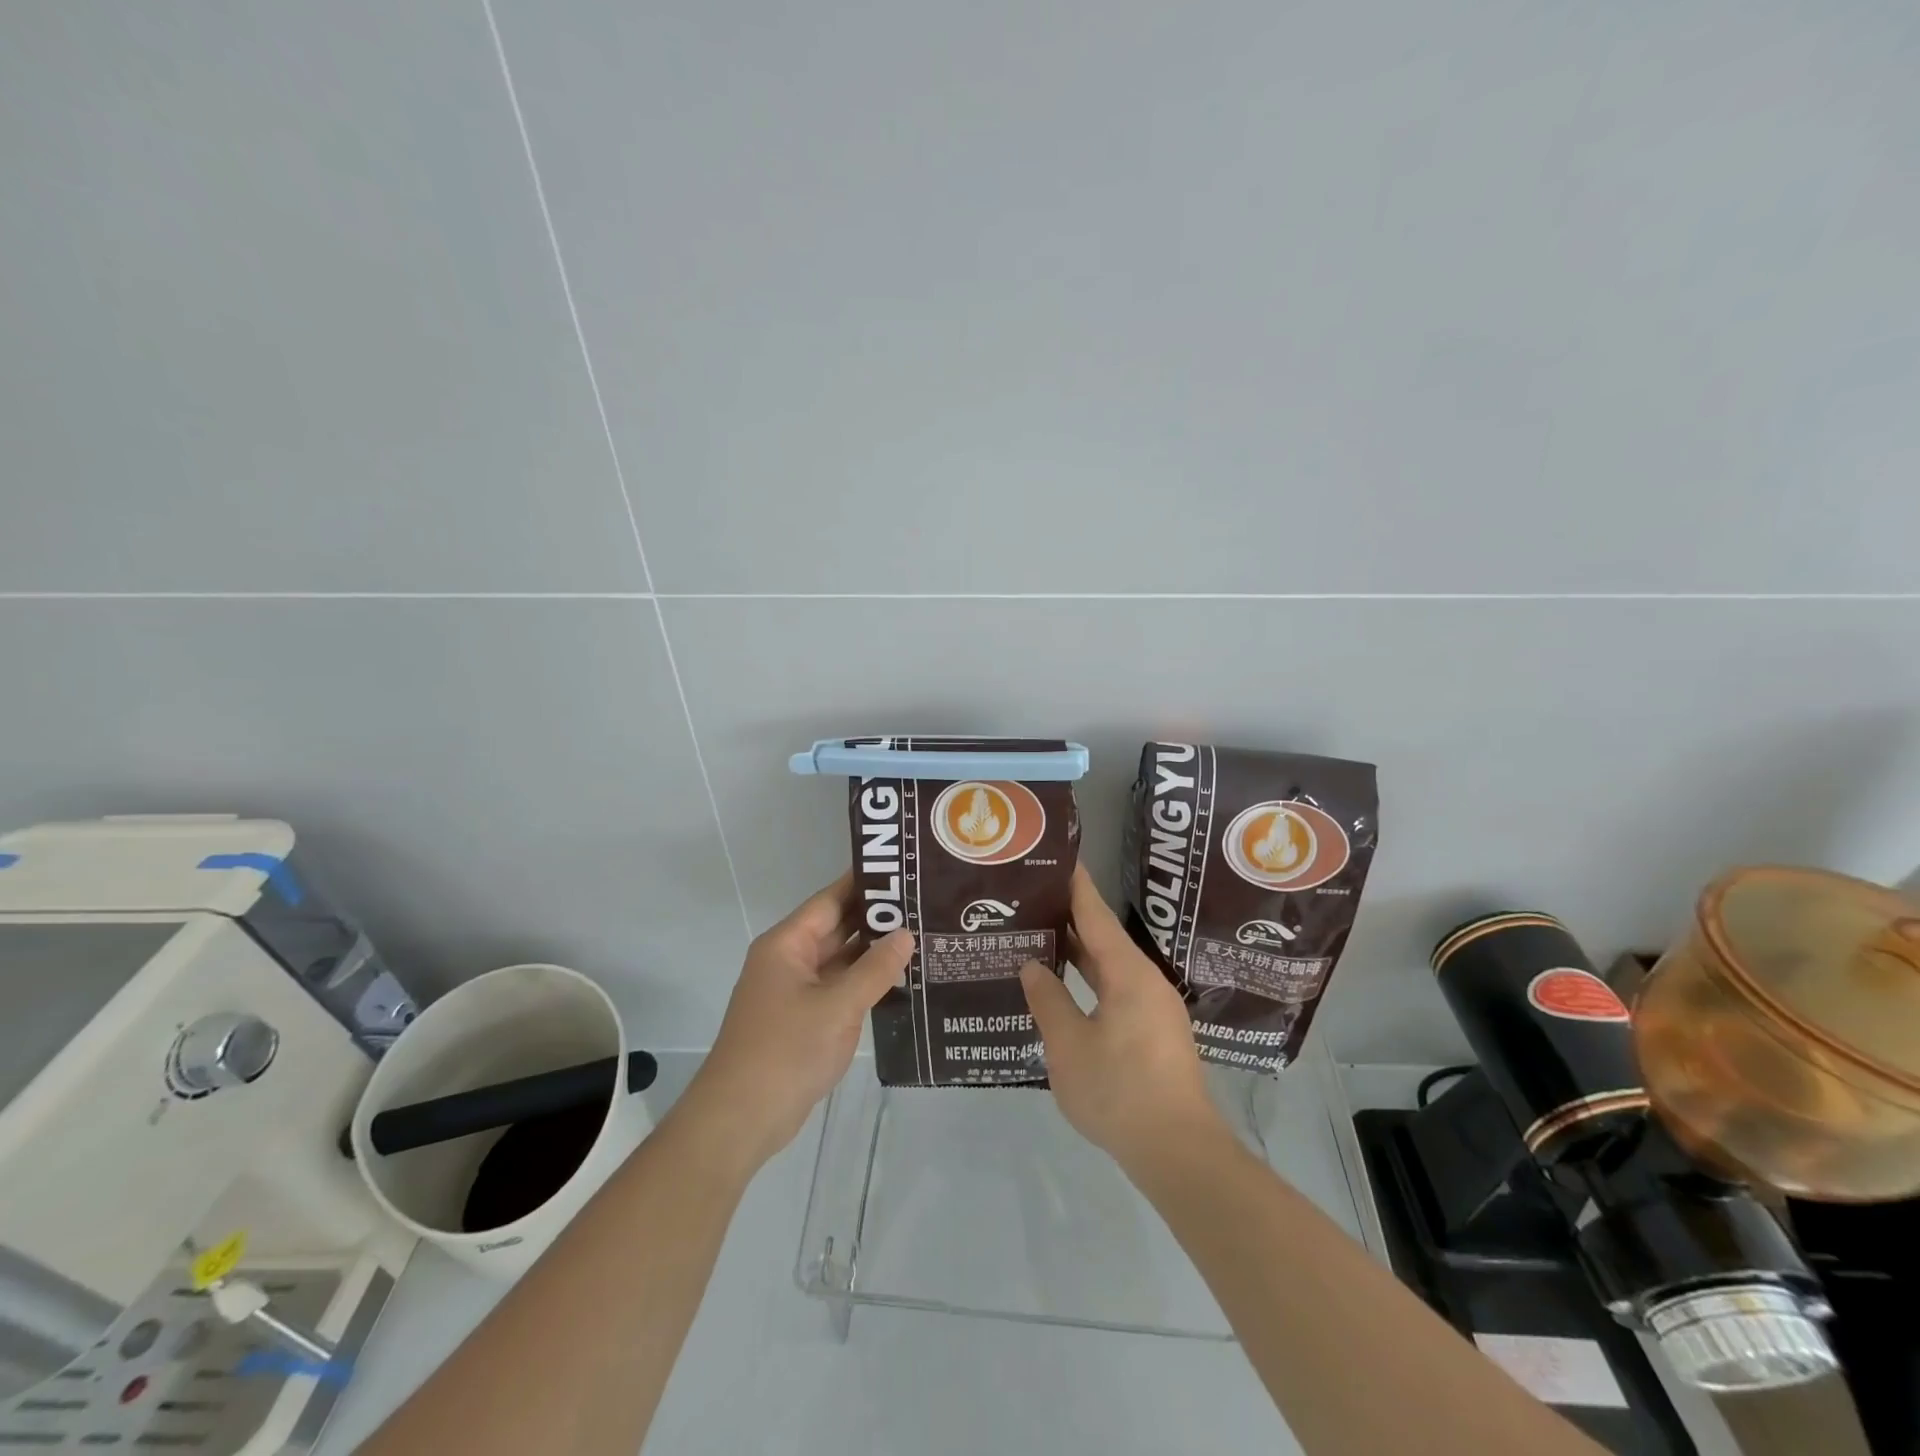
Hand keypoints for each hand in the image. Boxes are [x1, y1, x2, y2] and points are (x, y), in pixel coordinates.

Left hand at [684, 876, 913, 1169]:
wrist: (740, 1119)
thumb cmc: (786, 1051)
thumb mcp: (837, 1006)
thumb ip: (875, 969)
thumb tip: (906, 934)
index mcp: (788, 944)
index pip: (831, 900)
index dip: (866, 884)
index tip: (903, 869)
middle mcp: (789, 959)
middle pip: (837, 927)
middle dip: (877, 918)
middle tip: (925, 904)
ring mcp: (795, 990)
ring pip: (840, 959)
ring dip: (874, 951)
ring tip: (922, 935)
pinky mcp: (803, 1018)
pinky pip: (839, 987)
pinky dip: (865, 981)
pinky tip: (900, 978)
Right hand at [1019, 866, 1223, 1171]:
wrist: (1178, 1151)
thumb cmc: (1120, 1091)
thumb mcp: (1069, 1046)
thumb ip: (1048, 1000)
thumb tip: (1033, 966)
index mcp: (1128, 973)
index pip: (1095, 915)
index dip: (1075, 885)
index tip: (1057, 858)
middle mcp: (1145, 981)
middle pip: (1103, 937)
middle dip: (1069, 917)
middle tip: (1032, 898)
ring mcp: (1153, 1008)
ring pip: (1110, 966)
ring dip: (1078, 952)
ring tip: (1041, 935)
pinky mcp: (1154, 1032)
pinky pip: (1116, 990)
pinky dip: (1090, 979)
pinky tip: (1065, 986)